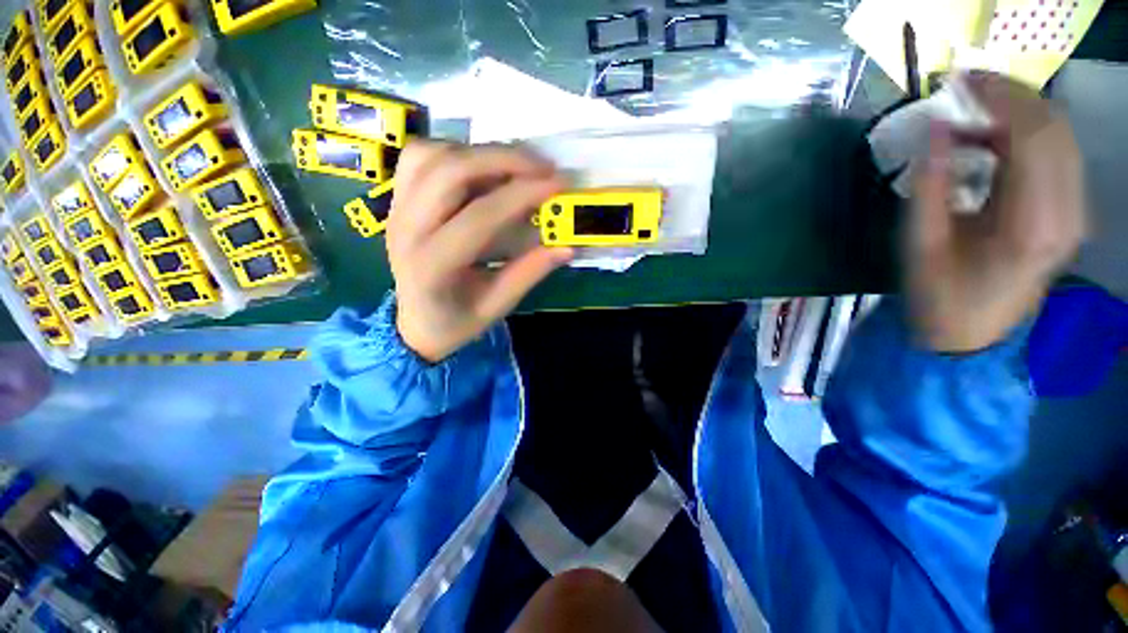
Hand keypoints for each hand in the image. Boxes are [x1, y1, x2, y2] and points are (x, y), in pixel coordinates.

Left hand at [387, 141, 573, 362]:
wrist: (417, 323)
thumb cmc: (457, 321)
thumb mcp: (497, 306)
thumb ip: (529, 273)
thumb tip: (567, 247)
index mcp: (433, 266)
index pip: (480, 216)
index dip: (522, 195)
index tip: (558, 184)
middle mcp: (407, 230)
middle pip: (450, 171)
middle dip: (504, 159)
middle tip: (544, 167)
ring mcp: (396, 210)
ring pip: (431, 155)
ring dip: (478, 152)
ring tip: (514, 167)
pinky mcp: (397, 201)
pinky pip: (420, 158)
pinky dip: (454, 152)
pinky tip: (480, 169)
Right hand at [908, 73, 1086, 352]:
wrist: (970, 334)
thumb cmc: (939, 296)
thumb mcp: (920, 244)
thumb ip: (930, 185)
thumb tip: (938, 130)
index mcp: (1031, 224)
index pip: (1034, 136)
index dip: (999, 98)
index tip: (960, 83)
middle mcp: (1067, 212)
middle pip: (1054, 128)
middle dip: (1011, 97)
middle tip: (965, 90)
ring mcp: (1074, 212)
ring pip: (1060, 136)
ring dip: (1018, 114)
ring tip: (973, 113)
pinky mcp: (1069, 212)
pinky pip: (1056, 155)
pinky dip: (1025, 136)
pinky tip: (991, 141)